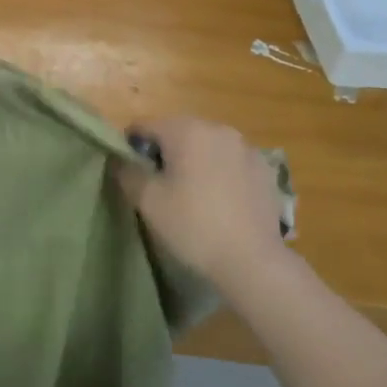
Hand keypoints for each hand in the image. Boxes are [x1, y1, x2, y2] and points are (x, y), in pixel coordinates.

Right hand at [118, 117, 287, 281]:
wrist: (251, 260)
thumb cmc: (192, 225)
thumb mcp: (147, 201)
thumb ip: (127, 172)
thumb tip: (120, 159)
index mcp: (187, 130)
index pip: (145, 126)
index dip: (130, 146)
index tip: (128, 173)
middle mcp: (219, 130)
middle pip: (179, 132)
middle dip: (164, 153)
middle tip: (157, 187)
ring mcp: (247, 149)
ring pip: (208, 147)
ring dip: (194, 162)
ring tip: (191, 196)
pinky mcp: (266, 171)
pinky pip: (232, 163)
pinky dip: (220, 174)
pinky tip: (219, 203)